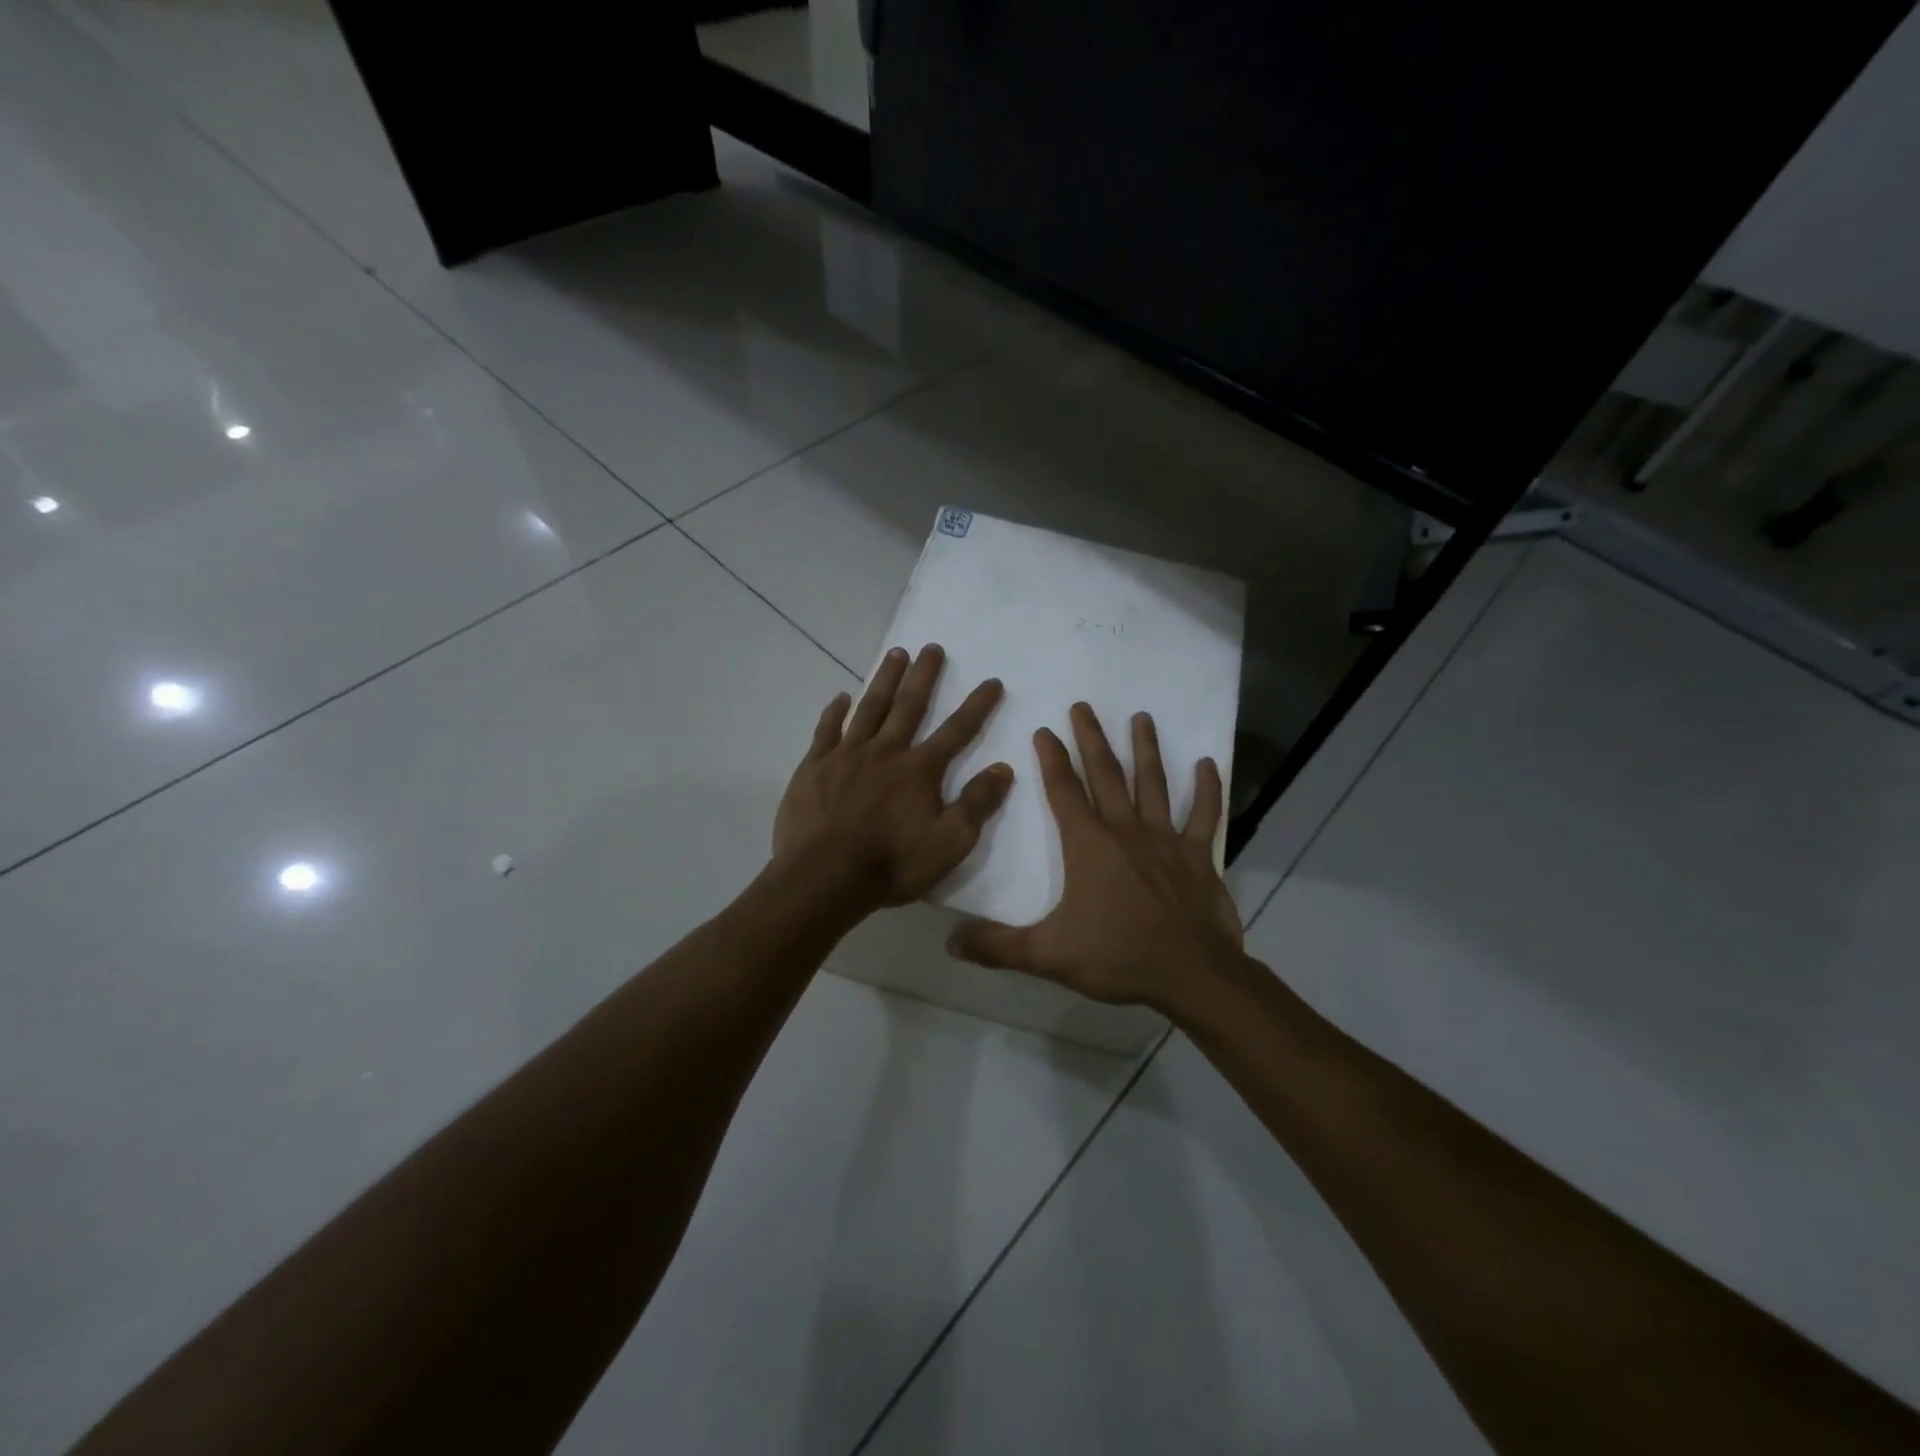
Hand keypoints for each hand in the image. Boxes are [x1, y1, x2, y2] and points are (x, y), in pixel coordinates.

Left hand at [773, 644, 1013, 911]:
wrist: (824, 878)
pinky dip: (835, 711)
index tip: (992, 681)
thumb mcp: (949, 843)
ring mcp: (846, 756)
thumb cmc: (892, 864)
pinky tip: (841, 697)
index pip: (956, 731)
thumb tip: (1004, 768)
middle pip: (909, 706)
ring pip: (869, 708)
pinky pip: (826, 730)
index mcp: (920, 770)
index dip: (977, 706)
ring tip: (895, 654)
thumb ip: (977, 804)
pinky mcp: (814, 767)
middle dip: (924, 676)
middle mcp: (885, 752)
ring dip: (884, 680)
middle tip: (932, 647)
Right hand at [947, 703, 1243, 1014]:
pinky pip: (1205, 814)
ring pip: (1153, 782)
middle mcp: (1126, 830)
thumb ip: (998, 947)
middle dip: (1091, 738)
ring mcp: (1166, 839)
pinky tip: (1207, 763)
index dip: (1051, 759)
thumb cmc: (1118, 958)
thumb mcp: (1049, 955)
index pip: (1064, 791)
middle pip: (1106, 774)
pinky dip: (1208, 788)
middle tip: (1083, 706)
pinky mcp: (1199, 855)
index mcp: (1089, 845)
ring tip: (1141, 717)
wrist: (1191, 975)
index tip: (1044, 730)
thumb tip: (950, 943)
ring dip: (1146, 749)